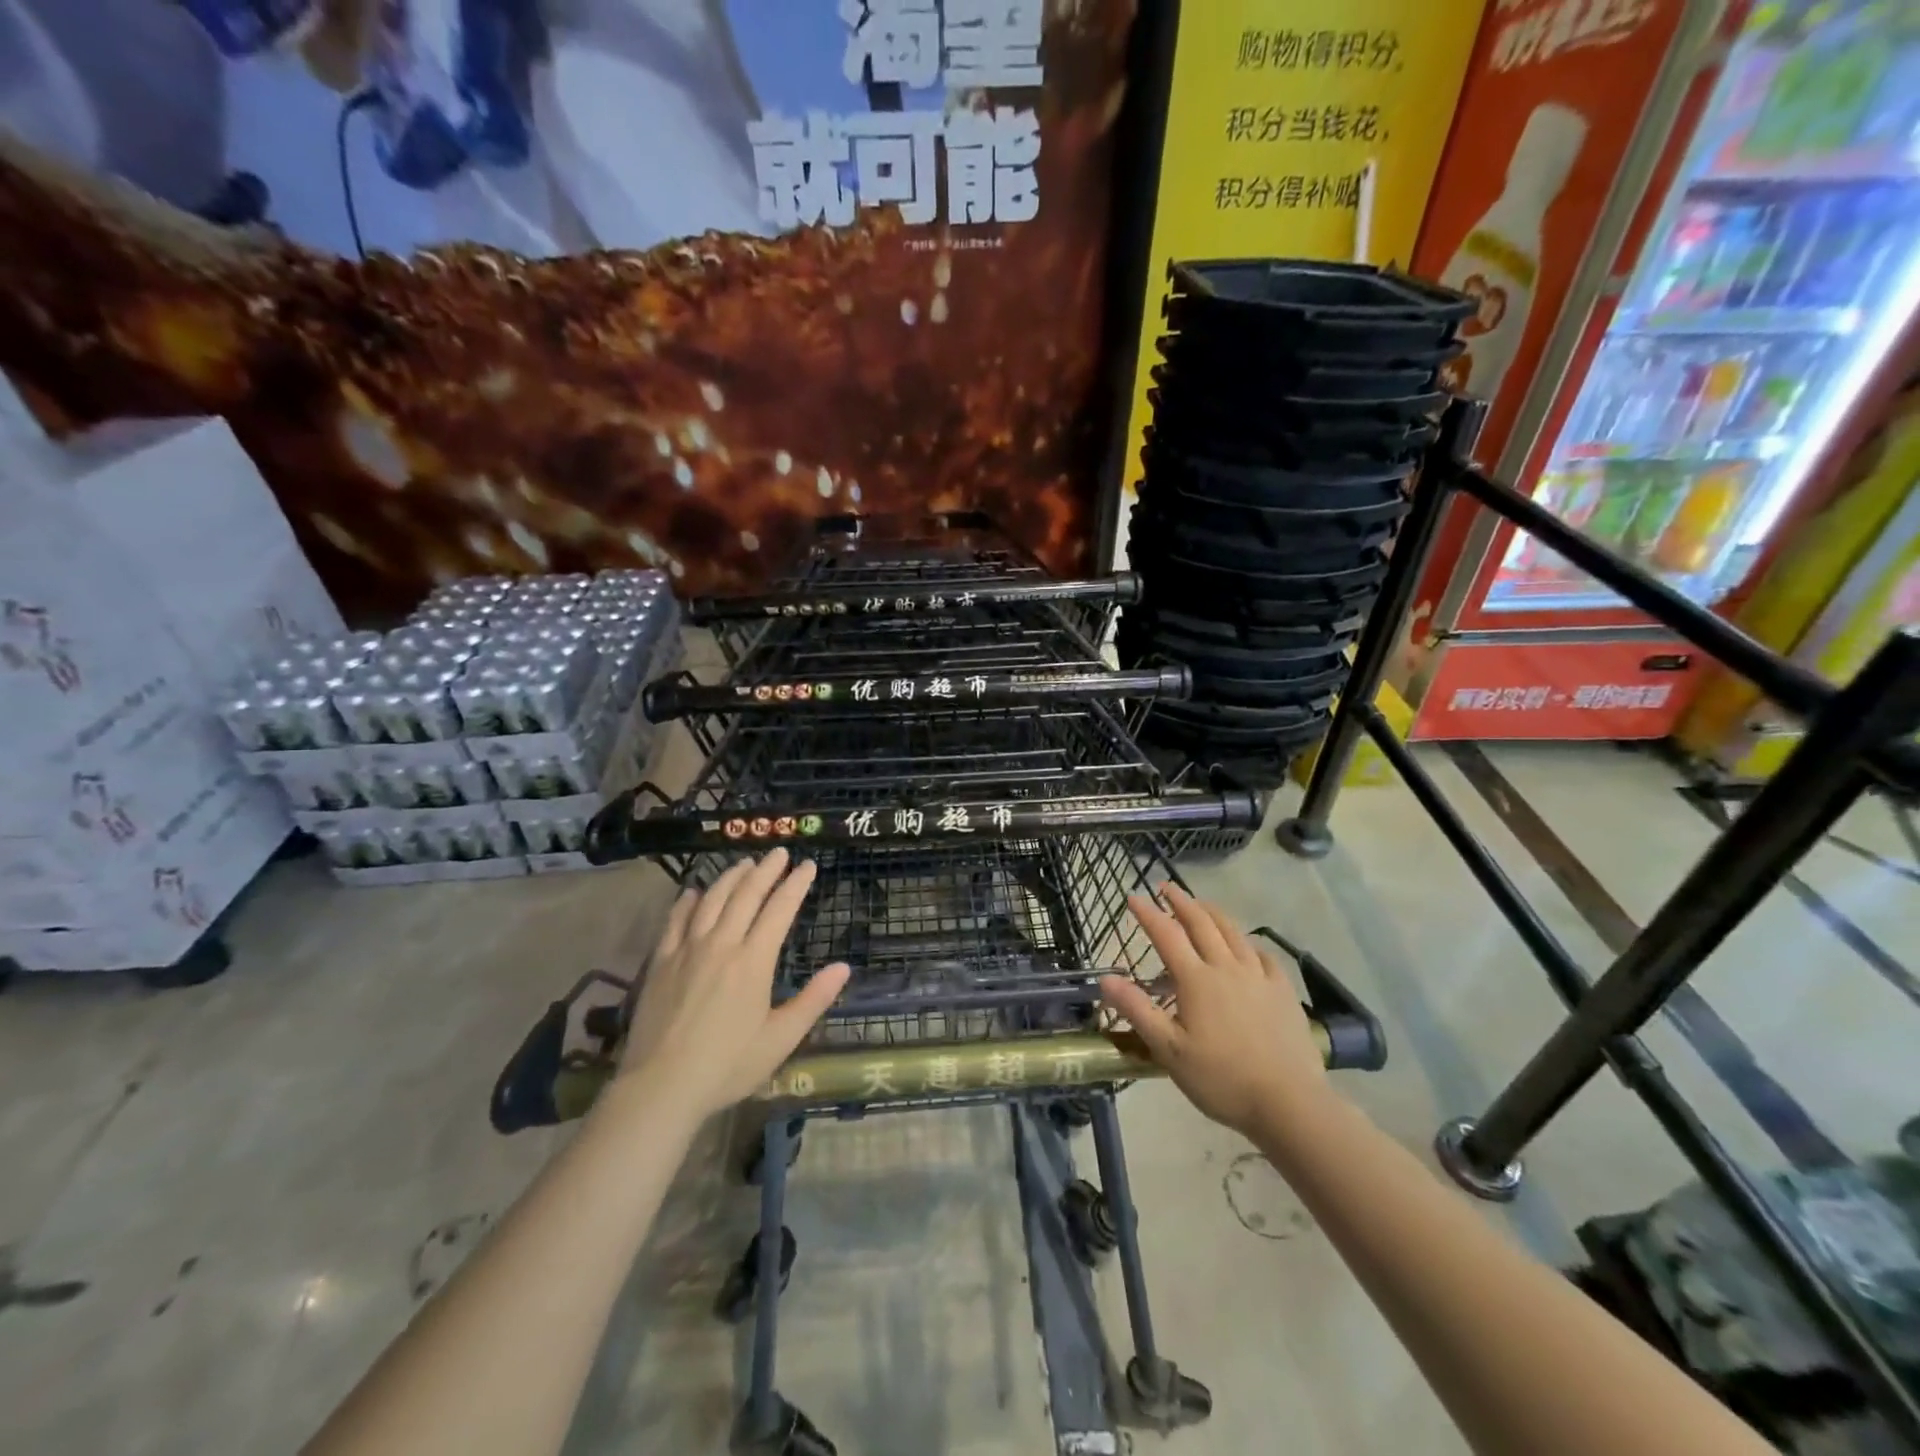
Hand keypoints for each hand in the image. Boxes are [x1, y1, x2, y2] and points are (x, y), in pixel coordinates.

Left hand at [617, 850, 849, 1118]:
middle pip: (746, 894)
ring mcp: (686, 949)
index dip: (796, 884)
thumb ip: (814, 1000)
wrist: (660, 1086)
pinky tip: (695, 892)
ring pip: (712, 899)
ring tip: (745, 864)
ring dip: (731, 877)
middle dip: (766, 870)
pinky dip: (689, 900)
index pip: (780, 909)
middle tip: (779, 852)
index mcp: (754, 961)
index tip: (807, 865)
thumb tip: (844, 967)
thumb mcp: (781, 1039)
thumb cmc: (728, 1066)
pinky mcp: (660, 961)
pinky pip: (675, 919)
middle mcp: (721, 944)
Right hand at [1100, 885, 1333, 1140]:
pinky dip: (1248, 942)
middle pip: (1201, 923)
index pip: (1166, 935)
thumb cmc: (1221, 1078)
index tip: (1133, 896)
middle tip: (1166, 887)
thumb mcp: (1169, 1050)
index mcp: (1196, 980)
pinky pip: (1263, 954)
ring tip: (1201, 904)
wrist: (1289, 1102)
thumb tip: (1106, 978)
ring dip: (1212, 913)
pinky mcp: (1283, 991)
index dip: (1148, 914)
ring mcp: (1258, 976)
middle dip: (1181, 902)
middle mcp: (1226, 967)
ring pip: (1233, 932)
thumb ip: (1137, 1010)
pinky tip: (1246, 946)